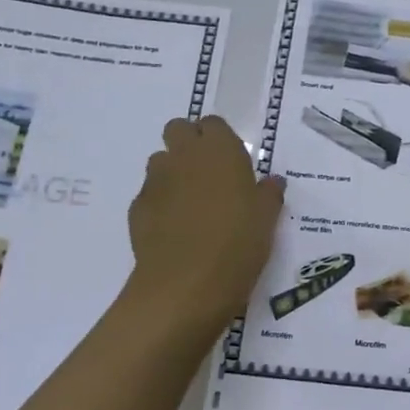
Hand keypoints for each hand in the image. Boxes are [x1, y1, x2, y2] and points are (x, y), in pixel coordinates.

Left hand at [125, 116, 284, 337]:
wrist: (186, 284)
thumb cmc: (238, 244)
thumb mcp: (267, 220)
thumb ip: (269, 194)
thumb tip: (272, 182)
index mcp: (220, 151)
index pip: (213, 124)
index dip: (220, 139)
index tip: (231, 161)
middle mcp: (184, 156)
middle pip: (178, 129)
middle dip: (188, 143)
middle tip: (208, 174)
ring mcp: (156, 181)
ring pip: (160, 161)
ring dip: (173, 172)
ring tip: (191, 204)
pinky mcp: (137, 207)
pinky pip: (150, 194)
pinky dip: (161, 203)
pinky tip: (175, 230)